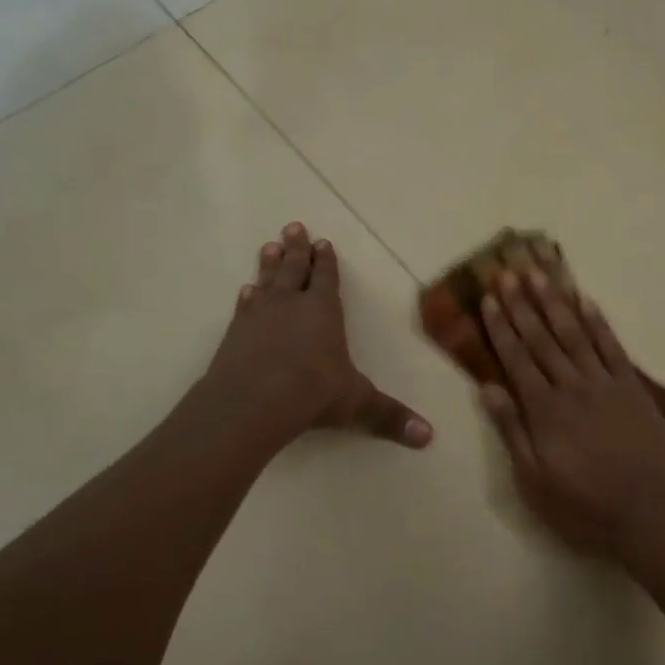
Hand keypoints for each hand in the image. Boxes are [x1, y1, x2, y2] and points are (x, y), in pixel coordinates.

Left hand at [207, 222, 432, 449]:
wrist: (253, 401)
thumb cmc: (313, 393)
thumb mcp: (358, 404)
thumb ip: (390, 416)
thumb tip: (429, 437)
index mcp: (323, 311)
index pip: (326, 278)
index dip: (326, 261)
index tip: (324, 242)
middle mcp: (291, 305)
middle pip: (294, 269)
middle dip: (297, 249)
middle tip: (294, 226)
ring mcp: (259, 316)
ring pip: (267, 280)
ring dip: (270, 263)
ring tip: (270, 245)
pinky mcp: (235, 333)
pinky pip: (244, 307)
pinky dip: (247, 297)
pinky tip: (245, 290)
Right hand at [478, 269, 664, 560]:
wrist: (653, 514)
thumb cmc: (586, 507)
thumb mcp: (535, 482)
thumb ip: (512, 432)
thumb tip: (488, 387)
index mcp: (544, 410)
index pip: (516, 359)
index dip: (501, 327)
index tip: (489, 298)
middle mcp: (571, 386)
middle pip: (542, 338)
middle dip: (523, 304)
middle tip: (509, 271)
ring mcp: (605, 383)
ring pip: (574, 333)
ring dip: (555, 302)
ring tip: (540, 273)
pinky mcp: (633, 387)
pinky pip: (611, 346)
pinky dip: (597, 321)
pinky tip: (585, 300)